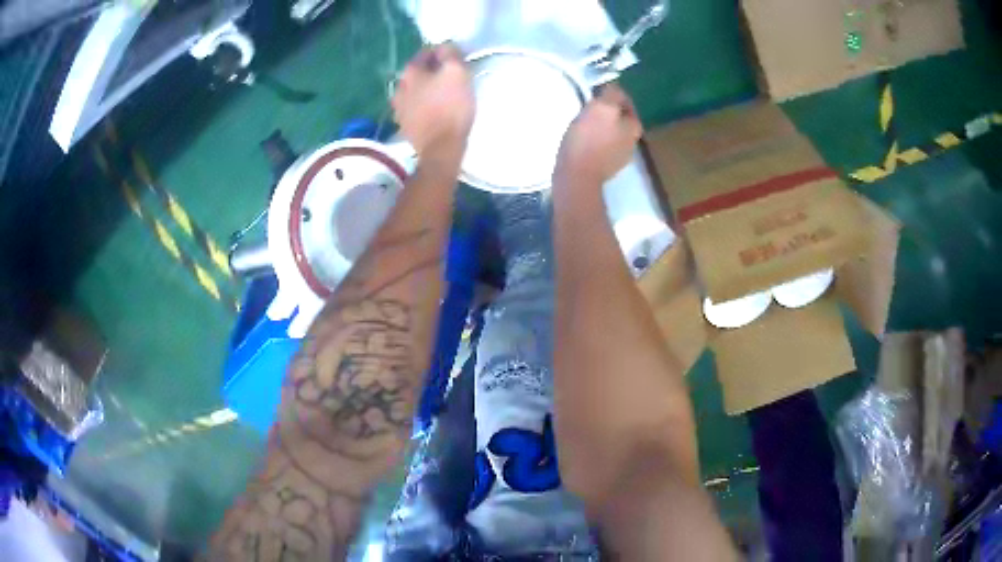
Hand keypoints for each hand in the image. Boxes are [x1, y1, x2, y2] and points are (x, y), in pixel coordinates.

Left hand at [392, 44, 474, 161]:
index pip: (427, 52)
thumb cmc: (451, 106)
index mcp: (410, 71)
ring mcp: (399, 107)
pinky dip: (425, 105)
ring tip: (445, 95)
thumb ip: (450, 54)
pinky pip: (415, 107)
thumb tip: (445, 47)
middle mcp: (399, 86)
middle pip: (420, 72)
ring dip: (429, 89)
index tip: (458, 60)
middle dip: (435, 71)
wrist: (441, 147)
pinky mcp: (404, 124)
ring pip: (416, 90)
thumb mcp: (457, 72)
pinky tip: (436, 110)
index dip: (444, 53)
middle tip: (453, 77)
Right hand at [555, 84, 641, 185]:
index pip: (625, 100)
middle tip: (586, 106)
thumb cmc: (589, 139)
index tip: (593, 92)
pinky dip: (592, 139)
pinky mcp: (604, 167)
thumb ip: (611, 93)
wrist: (577, 177)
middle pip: (618, 116)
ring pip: (609, 130)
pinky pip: (599, 145)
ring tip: (581, 122)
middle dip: (604, 109)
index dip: (609, 92)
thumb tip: (613, 86)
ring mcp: (619, 156)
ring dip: (598, 124)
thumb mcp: (602, 107)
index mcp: (634, 126)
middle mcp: (632, 141)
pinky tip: (580, 139)